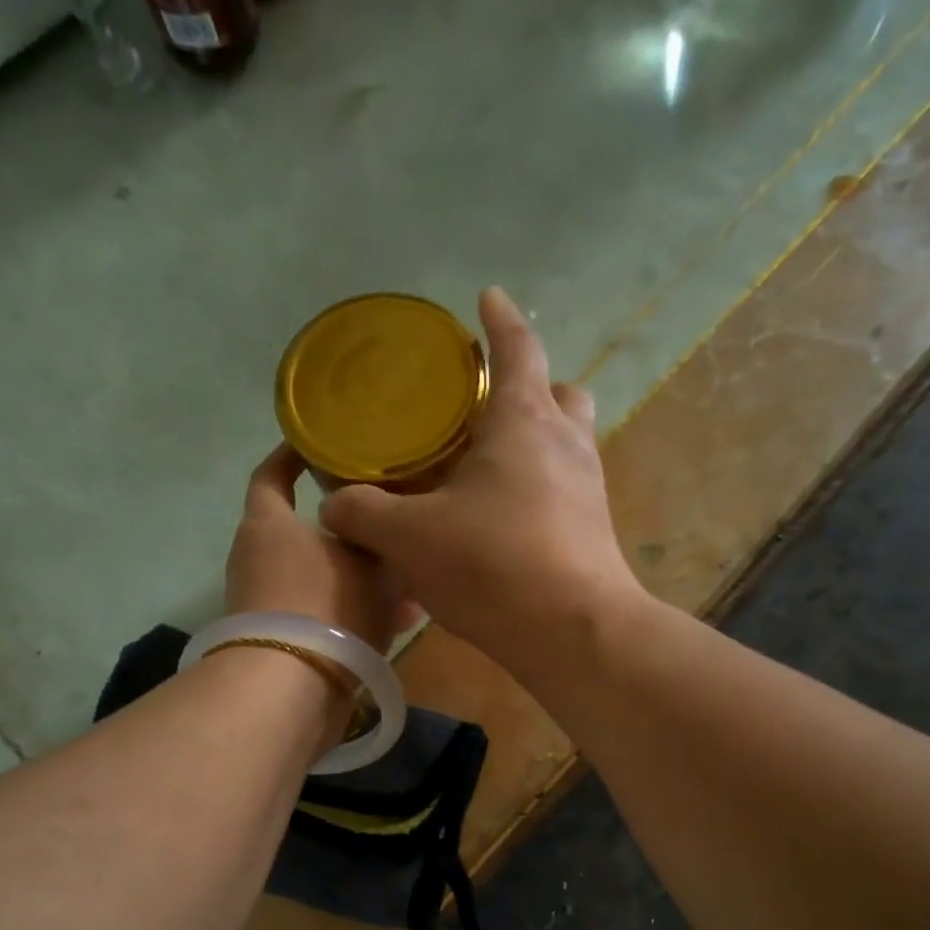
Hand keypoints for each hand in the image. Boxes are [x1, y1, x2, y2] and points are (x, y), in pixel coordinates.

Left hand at [226, 445, 409, 651]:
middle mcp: (259, 559)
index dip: (292, 456)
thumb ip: (381, 541)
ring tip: (410, 579)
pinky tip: (402, 620)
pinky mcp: (283, 641)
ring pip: (325, 577)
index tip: (317, 443)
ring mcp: (268, 603)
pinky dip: (358, 613)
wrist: (291, 687)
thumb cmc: (326, 604)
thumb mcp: (370, 563)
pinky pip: (327, 614)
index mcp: (268, 525)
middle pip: (307, 532)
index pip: (271, 475)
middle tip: (389, 520)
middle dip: (350, 529)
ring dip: (363, 577)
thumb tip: (386, 530)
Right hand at [319, 288, 642, 668]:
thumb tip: (334, 507)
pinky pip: (565, 493)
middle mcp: (567, 444)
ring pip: (567, 444)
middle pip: (559, 393)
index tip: (488, 297)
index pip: (518, 348)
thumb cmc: (492, 565)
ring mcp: (589, 491)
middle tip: (487, 408)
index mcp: (524, 421)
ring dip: (535, 443)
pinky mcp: (595, 533)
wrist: (573, 633)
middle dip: (529, 387)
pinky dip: (536, 491)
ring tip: (488, 468)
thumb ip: (362, 513)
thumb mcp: (408, 538)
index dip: (500, 319)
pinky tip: (503, 521)